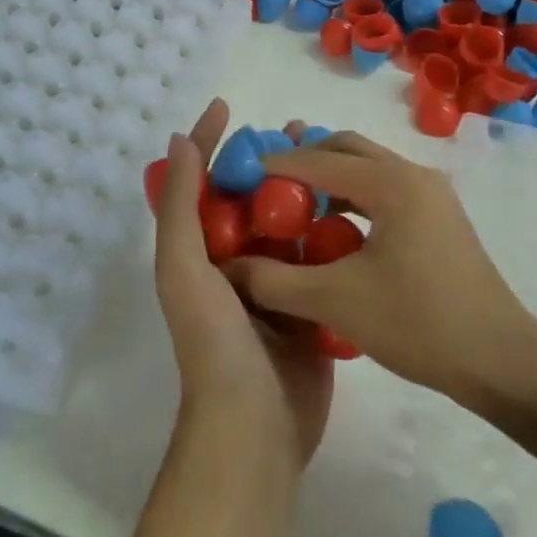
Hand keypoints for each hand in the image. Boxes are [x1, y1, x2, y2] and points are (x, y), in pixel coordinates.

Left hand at [153, 100, 332, 471]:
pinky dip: (332, 232)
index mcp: (198, 252)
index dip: (209, 143)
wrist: (256, 429)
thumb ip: (180, 207)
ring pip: (289, 224)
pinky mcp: (310, 306)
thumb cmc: (214, 343)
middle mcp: (233, 263)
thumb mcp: (183, 270)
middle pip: (249, 198)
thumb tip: (179, 141)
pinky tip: (357, 208)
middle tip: (298, 131)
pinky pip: (320, 258)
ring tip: (333, 160)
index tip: (229, 107)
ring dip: (305, 193)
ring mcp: (274, 285)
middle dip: (267, 162)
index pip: (200, 183)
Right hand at [224, 132, 536, 404]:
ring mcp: (431, 195)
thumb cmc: (419, 324)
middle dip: (302, 158)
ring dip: (328, 177)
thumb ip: (275, 281)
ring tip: (290, 202)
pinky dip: (352, 198)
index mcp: (391, 183)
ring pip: (367, 168)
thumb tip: (228, 269)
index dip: (273, 165)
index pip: (317, 160)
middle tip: (263, 182)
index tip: (237, 178)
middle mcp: (413, 175)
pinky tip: (331, 229)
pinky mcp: (439, 218)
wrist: (500, 361)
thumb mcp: (336, 302)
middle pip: (345, 148)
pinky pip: (384, 190)